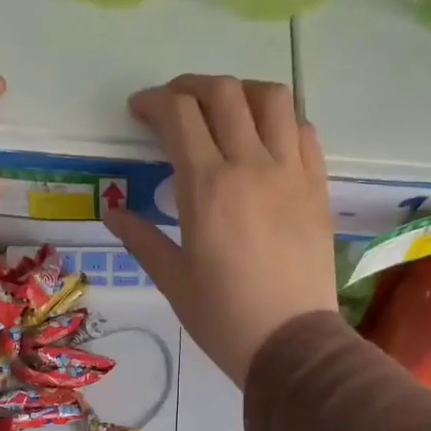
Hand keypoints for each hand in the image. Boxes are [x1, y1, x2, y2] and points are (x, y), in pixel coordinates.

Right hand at [104, 75, 335, 387]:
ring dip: (240, 92)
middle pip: (222, 93)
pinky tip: (264, 139)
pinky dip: (279, 119)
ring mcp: (291, 171)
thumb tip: (112, 211)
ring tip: (224, 111)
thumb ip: (141, 237)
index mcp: (207, 187)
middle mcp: (251, 165)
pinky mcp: (317, 186)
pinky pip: (303, 130)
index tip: (139, 112)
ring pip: (271, 98)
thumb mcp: (172, 280)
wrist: (291, 343)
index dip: (153, 102)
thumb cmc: (223, 317)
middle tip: (173, 107)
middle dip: (189, 87)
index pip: (179, 114)